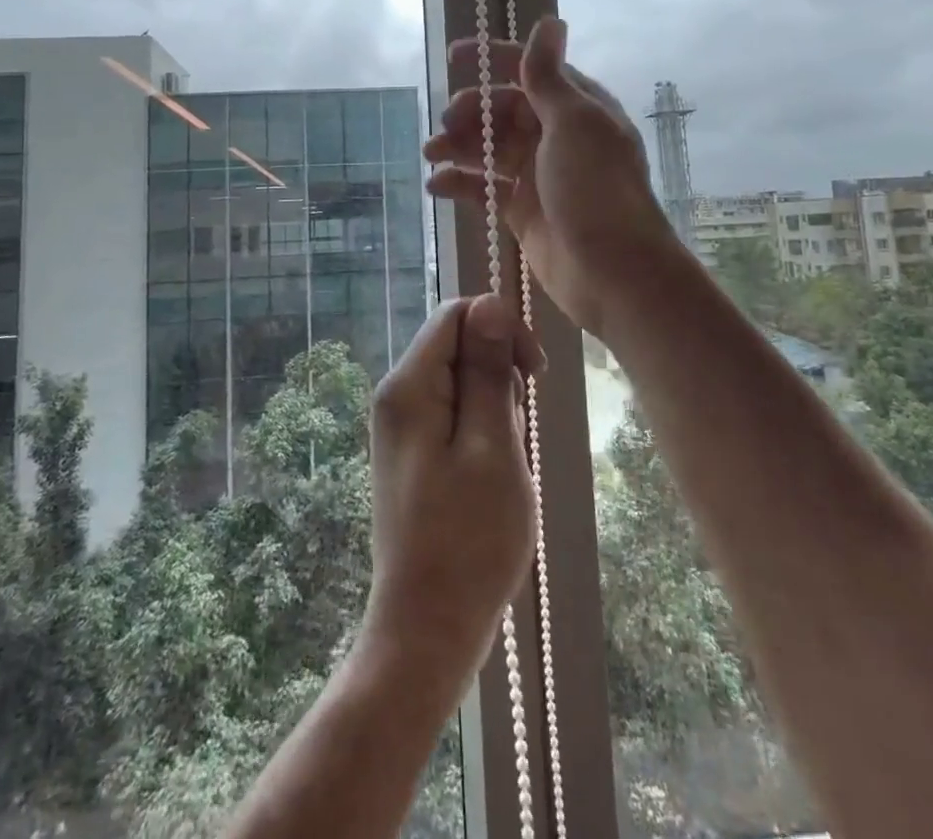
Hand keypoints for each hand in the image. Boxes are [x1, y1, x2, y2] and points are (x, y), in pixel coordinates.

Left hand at [361, 295, 544, 693]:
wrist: (428, 628)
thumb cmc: (469, 539)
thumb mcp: (491, 447)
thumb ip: (488, 372)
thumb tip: (489, 303)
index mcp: (409, 386)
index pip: (457, 314)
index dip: (501, 329)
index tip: (535, 374)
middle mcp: (397, 396)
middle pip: (458, 345)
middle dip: (498, 373)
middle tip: (516, 431)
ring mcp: (402, 426)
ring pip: (461, 381)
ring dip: (494, 407)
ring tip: (504, 462)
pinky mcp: (413, 452)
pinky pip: (454, 414)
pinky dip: (482, 430)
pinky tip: (492, 473)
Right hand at [424, 17, 677, 332]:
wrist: (614, 273)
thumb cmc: (596, 189)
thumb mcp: (573, 123)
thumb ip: (549, 76)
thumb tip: (549, 20)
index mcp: (576, 106)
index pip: (529, 70)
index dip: (492, 59)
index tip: (453, 58)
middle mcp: (557, 135)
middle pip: (503, 109)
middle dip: (470, 111)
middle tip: (445, 124)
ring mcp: (538, 174)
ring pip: (490, 148)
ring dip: (459, 146)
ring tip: (431, 154)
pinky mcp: (523, 210)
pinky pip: (485, 187)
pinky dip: (460, 183)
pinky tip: (437, 186)